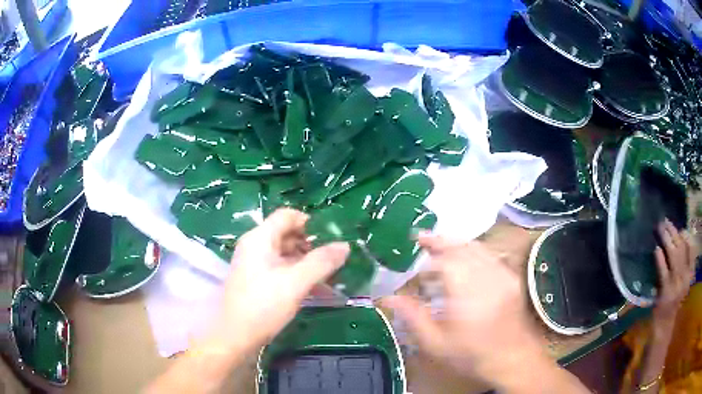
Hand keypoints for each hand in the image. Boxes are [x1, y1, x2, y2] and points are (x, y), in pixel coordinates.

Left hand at [214, 208, 349, 354]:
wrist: (236, 337)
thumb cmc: (264, 305)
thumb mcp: (296, 283)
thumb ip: (322, 262)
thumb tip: (345, 245)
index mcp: (260, 239)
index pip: (287, 216)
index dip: (310, 223)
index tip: (331, 238)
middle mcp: (255, 246)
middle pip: (287, 234)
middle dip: (312, 245)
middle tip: (334, 260)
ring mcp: (254, 264)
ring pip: (285, 254)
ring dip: (308, 263)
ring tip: (330, 277)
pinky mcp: (256, 281)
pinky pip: (280, 270)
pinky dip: (298, 275)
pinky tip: (316, 290)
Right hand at [383, 233, 548, 386]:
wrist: (512, 359)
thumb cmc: (471, 354)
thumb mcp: (436, 343)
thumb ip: (412, 317)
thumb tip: (387, 298)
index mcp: (466, 291)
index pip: (446, 259)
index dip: (429, 250)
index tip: (414, 246)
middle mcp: (487, 276)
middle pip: (463, 246)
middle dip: (441, 240)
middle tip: (422, 237)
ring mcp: (502, 274)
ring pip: (478, 248)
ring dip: (457, 243)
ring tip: (440, 245)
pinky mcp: (511, 278)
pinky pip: (490, 255)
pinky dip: (474, 251)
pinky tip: (464, 258)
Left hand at [653, 219, 697, 324]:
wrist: (665, 325)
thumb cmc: (673, 301)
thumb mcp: (681, 282)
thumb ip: (682, 263)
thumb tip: (679, 238)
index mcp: (689, 273)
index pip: (689, 248)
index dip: (683, 234)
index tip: (676, 225)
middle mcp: (684, 276)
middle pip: (681, 248)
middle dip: (673, 232)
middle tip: (664, 221)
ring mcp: (675, 284)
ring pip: (673, 255)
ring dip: (667, 240)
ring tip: (660, 229)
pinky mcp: (665, 292)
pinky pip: (663, 272)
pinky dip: (660, 259)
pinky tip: (656, 249)